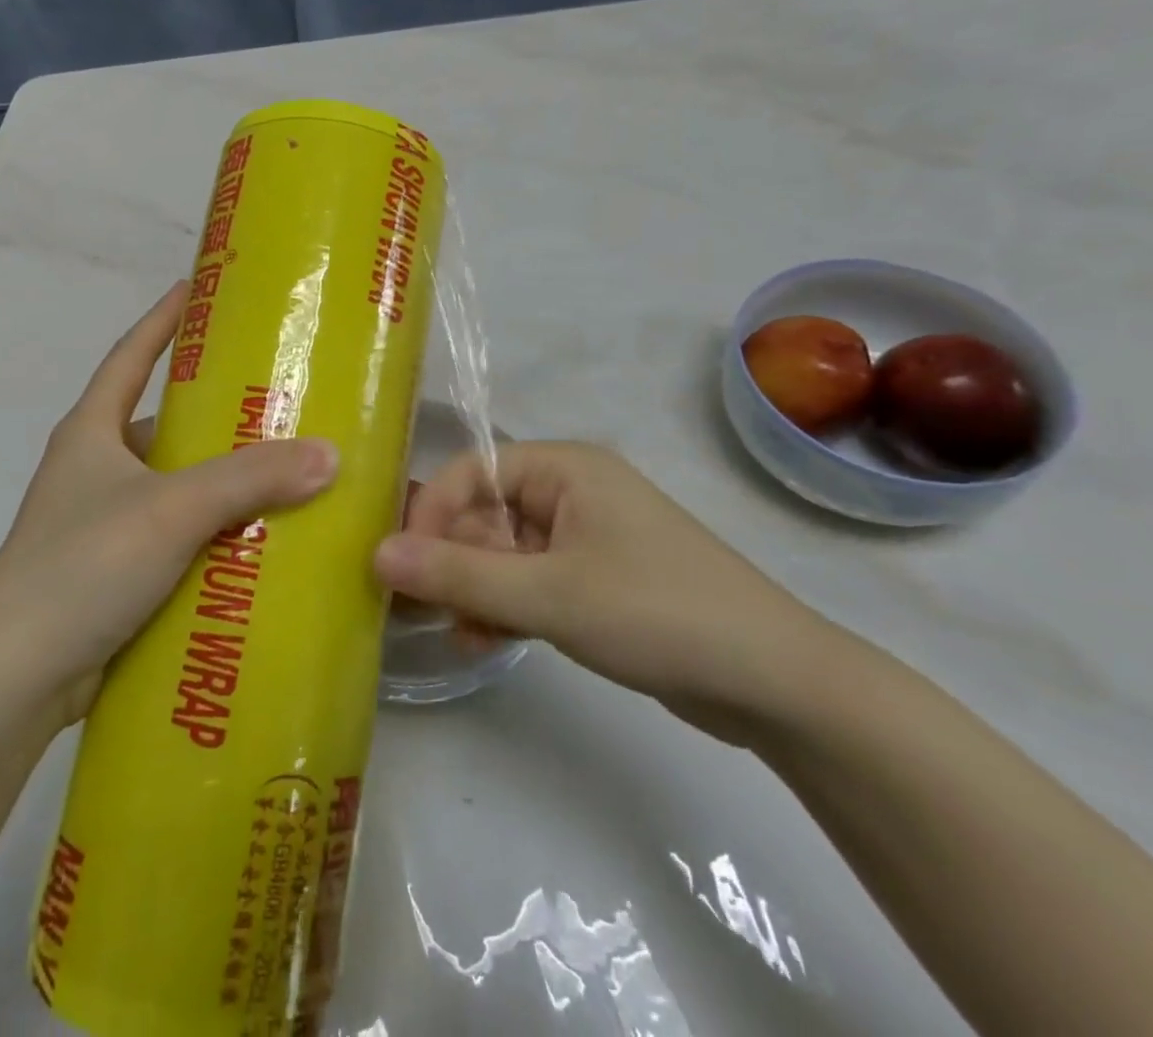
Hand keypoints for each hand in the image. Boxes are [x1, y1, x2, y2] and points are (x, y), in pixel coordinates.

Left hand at [0, 282, 337, 725]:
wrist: (13, 678)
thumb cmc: (82, 565)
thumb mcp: (171, 509)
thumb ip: (250, 479)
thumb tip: (329, 455)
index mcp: (92, 432)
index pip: (129, 356)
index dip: (162, 320)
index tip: (199, 289)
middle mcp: (94, 469)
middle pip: (161, 424)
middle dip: (214, 414)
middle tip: (278, 402)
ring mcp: (102, 524)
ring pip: (174, 487)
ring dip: (220, 483)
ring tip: (286, 473)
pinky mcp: (114, 574)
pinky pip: (176, 539)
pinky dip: (212, 536)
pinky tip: (259, 543)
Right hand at [378, 441, 834, 742]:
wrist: (775, 684)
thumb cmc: (656, 613)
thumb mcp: (548, 594)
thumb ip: (458, 574)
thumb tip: (377, 554)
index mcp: (563, 468)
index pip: (471, 471)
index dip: (430, 513)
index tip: (400, 565)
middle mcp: (570, 491)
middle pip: (483, 512)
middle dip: (451, 559)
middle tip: (420, 608)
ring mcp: (584, 537)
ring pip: (503, 552)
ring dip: (475, 588)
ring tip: (458, 631)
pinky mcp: (595, 580)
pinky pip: (530, 581)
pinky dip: (505, 606)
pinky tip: (486, 641)